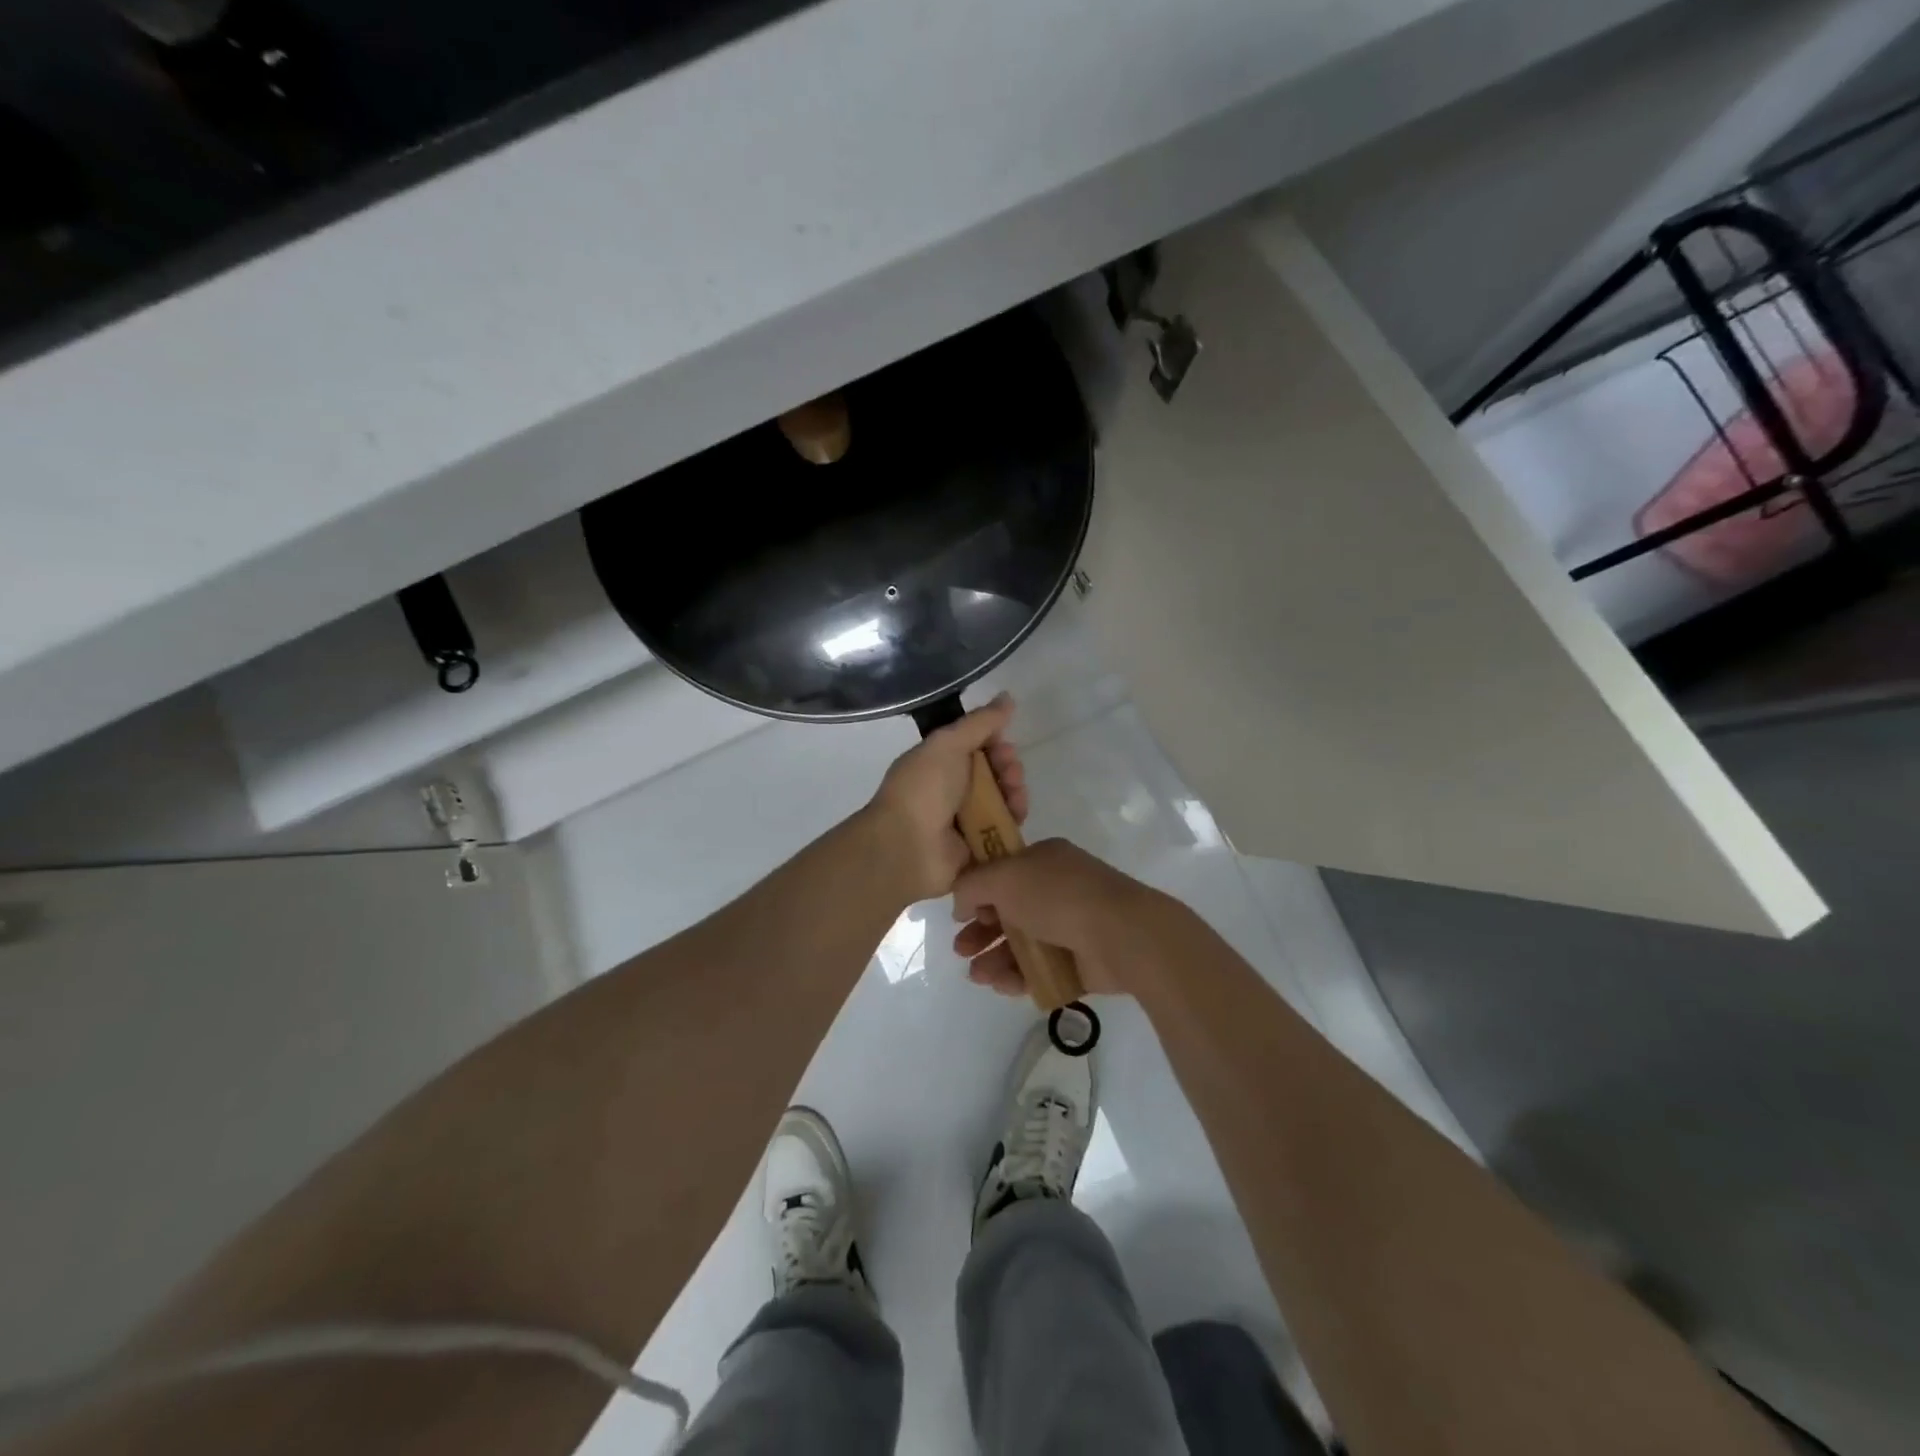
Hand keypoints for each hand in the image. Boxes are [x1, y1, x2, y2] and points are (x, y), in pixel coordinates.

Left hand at [863, 694, 1027, 903]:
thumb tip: (1007, 697)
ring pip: (1002, 801)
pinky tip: (1016, 815)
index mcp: (938, 763)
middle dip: (1008, 768)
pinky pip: (1004, 830)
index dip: (995, 743)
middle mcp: (950, 790)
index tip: (1003, 743)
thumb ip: (980, 721)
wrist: (908, 846)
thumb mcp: (948, 743)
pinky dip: (1013, 821)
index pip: (975, 747)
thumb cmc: (924, 789)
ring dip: (1014, 793)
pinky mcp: (977, 849)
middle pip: (993, 774)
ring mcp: (963, 822)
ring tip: (1014, 796)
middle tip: (1009, 772)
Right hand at [951, 838, 1169, 997]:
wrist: (1121, 935)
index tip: (960, 913)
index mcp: (1043, 860)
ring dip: (994, 957)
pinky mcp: (1079, 961)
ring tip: (978, 976)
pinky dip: (1018, 976)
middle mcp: (1056, 889)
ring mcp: (1069, 926)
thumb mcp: (1004, 877)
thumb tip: (961, 904)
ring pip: (1021, 943)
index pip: (1002, 872)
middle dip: (980, 930)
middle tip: (960, 949)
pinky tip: (1002, 985)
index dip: (978, 892)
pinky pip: (1040, 969)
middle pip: (1008, 911)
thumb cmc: (1058, 896)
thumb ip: (972, 885)